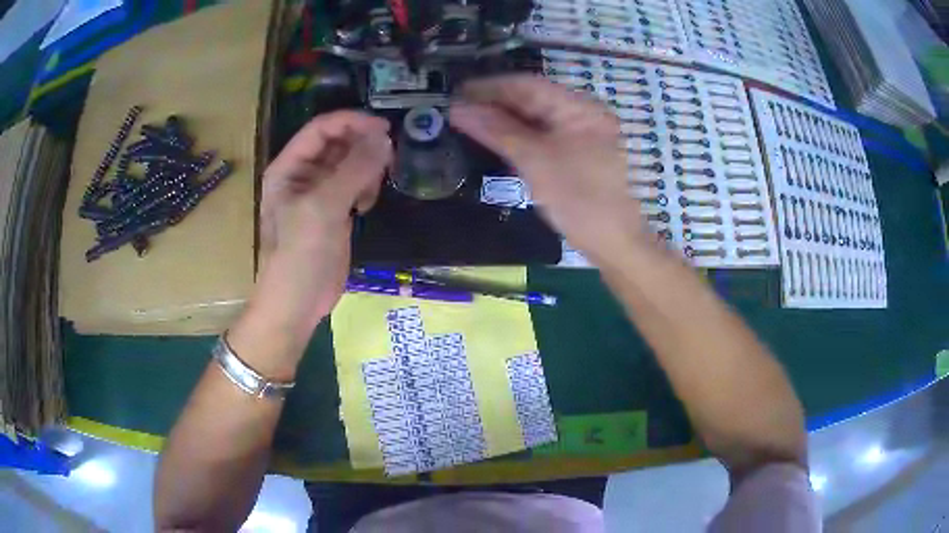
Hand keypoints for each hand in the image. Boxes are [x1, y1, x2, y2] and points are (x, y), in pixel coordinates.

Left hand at [251, 111, 391, 346]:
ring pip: (349, 163)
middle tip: (388, 156)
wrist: (298, 303)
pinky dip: (366, 188)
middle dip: (362, 145)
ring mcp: (319, 194)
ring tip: (374, 187)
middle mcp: (302, 175)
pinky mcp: (334, 211)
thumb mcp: (323, 208)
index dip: (351, 122)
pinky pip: (354, 185)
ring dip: (366, 168)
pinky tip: (366, 205)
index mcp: (289, 167)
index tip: (384, 128)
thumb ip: (354, 170)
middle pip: (337, 143)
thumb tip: (384, 138)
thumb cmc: (299, 254)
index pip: (321, 129)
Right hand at [449, 75, 650, 264]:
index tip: (455, 93)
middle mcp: (582, 112)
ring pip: (536, 116)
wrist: (613, 242)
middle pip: (532, 98)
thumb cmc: (578, 199)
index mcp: (579, 107)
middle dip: (495, 103)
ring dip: (504, 118)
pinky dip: (518, 134)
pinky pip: (543, 133)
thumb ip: (496, 130)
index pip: (528, 85)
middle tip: (457, 110)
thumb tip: (457, 108)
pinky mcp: (577, 151)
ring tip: (469, 122)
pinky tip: (495, 137)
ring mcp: (581, 132)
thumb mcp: (534, 161)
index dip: (489, 88)